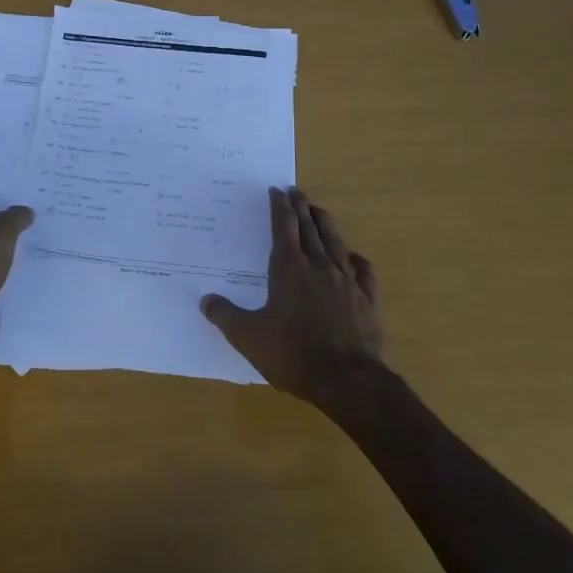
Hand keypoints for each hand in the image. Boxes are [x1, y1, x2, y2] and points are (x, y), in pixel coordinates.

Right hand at [202, 187, 384, 408]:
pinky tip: (354, 257)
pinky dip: (356, 259)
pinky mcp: (366, 301)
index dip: (279, 207)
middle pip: (310, 228)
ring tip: (319, 211)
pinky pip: (362, 271)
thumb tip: (205, 300)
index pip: (284, 227)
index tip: (276, 190)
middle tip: (296, 191)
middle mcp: (319, 266)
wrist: (349, 381)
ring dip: (325, 224)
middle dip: (301, 207)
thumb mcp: (248, 337)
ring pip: (335, 242)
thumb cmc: (294, 354)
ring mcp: (346, 282)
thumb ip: (225, 316)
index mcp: (289, 269)